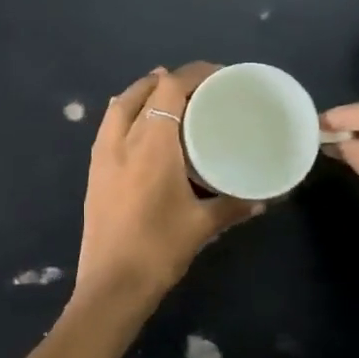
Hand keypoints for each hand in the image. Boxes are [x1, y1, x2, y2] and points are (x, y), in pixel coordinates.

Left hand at [72, 64, 260, 326]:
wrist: (111, 284)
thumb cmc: (160, 249)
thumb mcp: (202, 225)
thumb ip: (234, 205)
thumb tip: (265, 198)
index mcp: (152, 143)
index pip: (170, 88)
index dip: (193, 73)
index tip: (218, 75)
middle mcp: (123, 139)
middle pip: (143, 91)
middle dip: (169, 80)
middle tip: (198, 88)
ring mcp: (102, 154)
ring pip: (120, 105)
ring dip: (143, 93)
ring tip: (167, 97)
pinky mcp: (93, 171)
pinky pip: (109, 126)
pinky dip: (126, 113)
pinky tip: (141, 127)